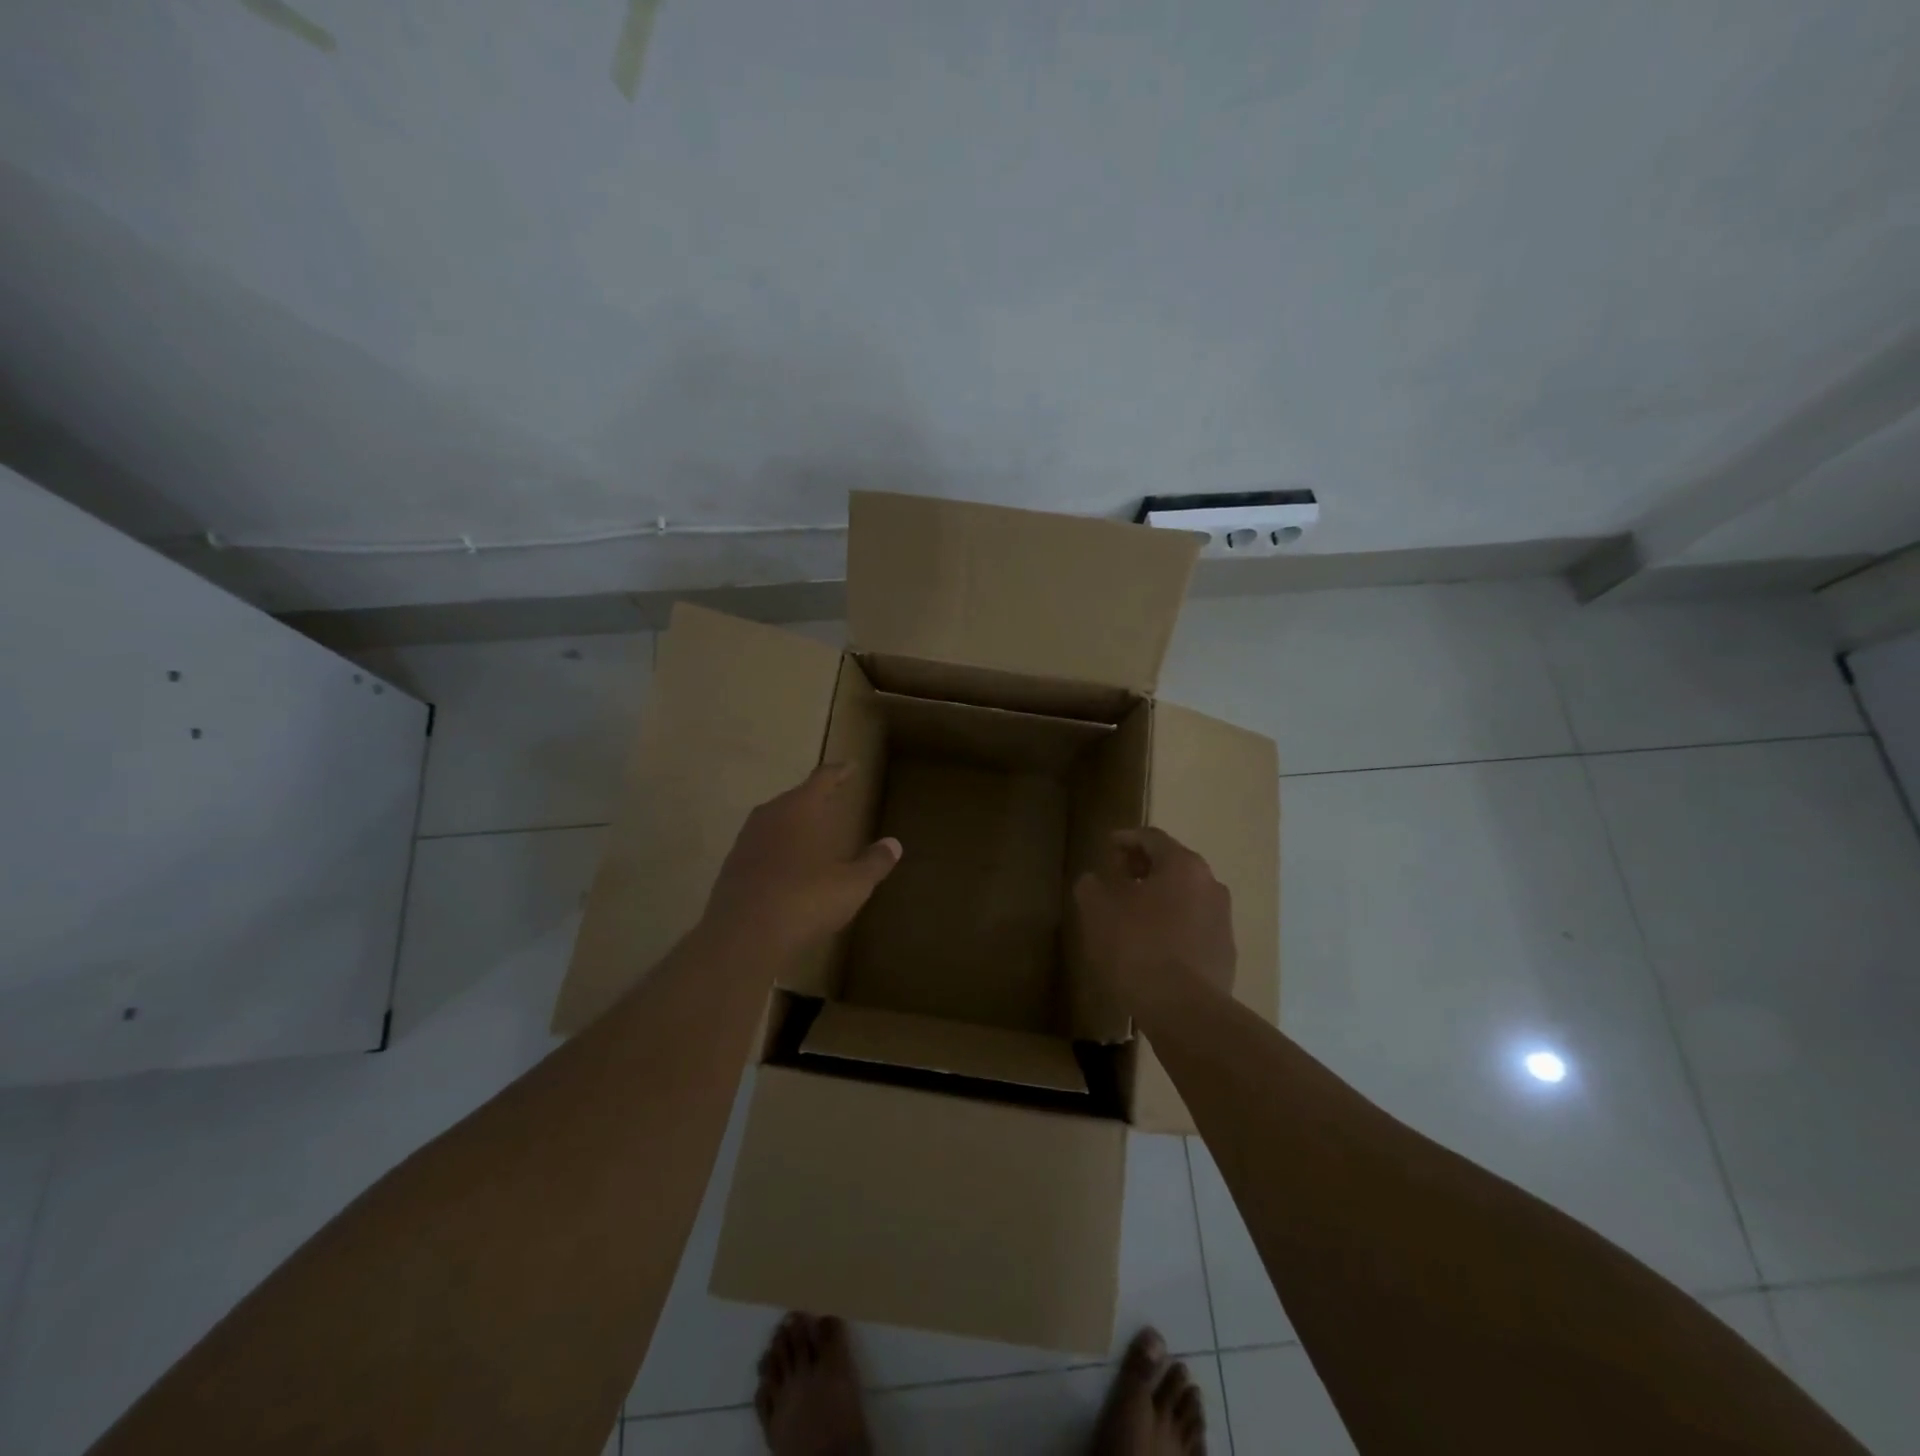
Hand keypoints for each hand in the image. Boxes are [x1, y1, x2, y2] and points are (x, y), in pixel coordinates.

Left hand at [702, 764, 900, 955]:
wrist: (743, 936)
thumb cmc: (805, 899)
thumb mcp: (852, 884)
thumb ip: (873, 862)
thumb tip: (893, 845)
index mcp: (800, 808)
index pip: (823, 779)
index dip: (839, 772)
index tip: (850, 765)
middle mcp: (770, 815)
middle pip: (795, 797)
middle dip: (815, 797)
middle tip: (833, 798)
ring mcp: (747, 841)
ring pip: (775, 821)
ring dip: (794, 824)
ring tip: (812, 831)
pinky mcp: (732, 867)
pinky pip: (762, 847)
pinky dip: (778, 849)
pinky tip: (788, 866)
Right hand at [1074, 827, 1234, 1010]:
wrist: (1185, 1011)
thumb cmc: (1137, 948)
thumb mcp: (1097, 910)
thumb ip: (1092, 885)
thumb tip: (1096, 881)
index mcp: (1182, 865)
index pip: (1152, 838)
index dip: (1126, 838)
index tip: (1107, 846)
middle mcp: (1210, 885)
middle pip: (1173, 865)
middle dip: (1143, 868)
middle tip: (1117, 877)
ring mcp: (1222, 920)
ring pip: (1185, 897)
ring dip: (1159, 898)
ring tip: (1131, 914)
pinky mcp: (1224, 953)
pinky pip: (1192, 927)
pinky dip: (1171, 926)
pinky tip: (1151, 946)